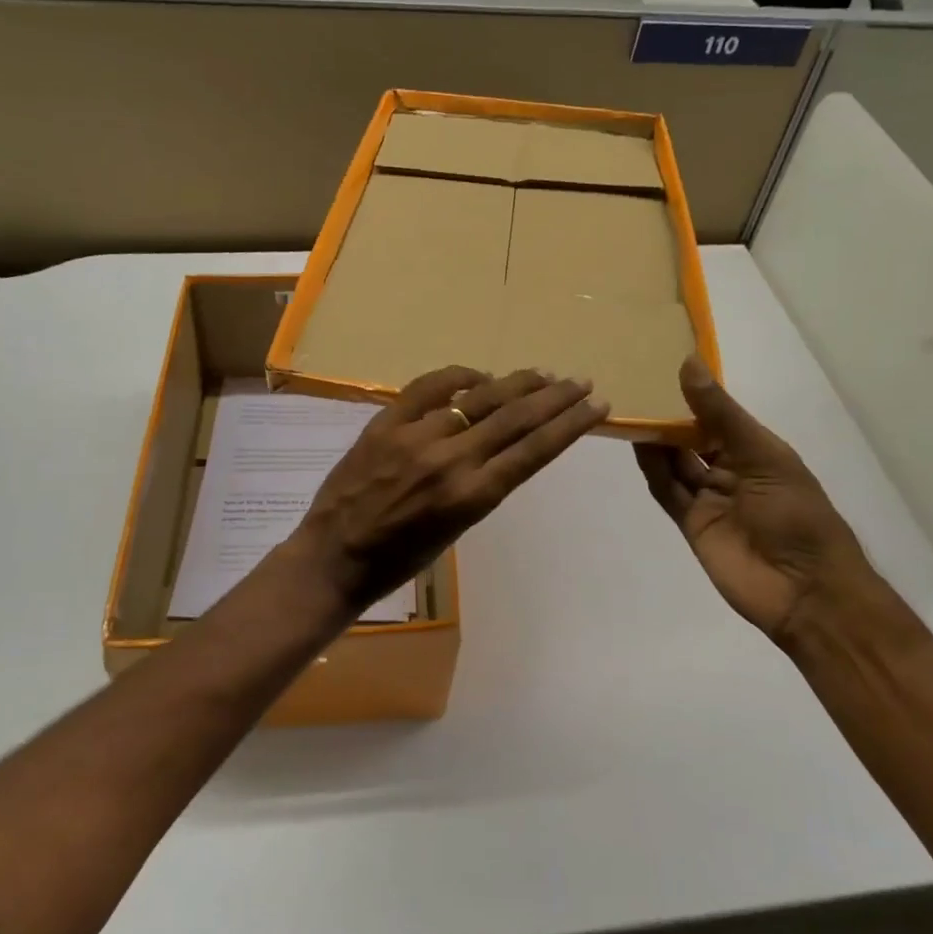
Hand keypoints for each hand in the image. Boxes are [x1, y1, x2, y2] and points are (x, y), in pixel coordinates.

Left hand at [292, 366, 608, 614]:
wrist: (335, 556)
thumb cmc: (401, 558)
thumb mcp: (457, 529)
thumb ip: (482, 484)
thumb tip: (503, 441)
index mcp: (472, 497)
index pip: (534, 450)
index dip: (571, 425)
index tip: (597, 406)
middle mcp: (451, 461)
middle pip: (516, 417)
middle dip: (555, 397)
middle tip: (580, 381)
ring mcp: (416, 437)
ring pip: (479, 397)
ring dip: (516, 383)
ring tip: (542, 374)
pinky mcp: (386, 422)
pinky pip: (429, 386)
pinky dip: (459, 376)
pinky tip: (479, 376)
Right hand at [635, 358, 877, 645]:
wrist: (805, 592)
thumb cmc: (796, 515)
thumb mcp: (763, 455)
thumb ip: (720, 414)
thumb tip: (687, 363)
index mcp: (757, 451)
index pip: (718, 416)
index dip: (693, 395)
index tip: (661, 367)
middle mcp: (732, 470)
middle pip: (693, 438)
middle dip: (668, 417)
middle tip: (634, 387)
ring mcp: (711, 498)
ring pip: (676, 463)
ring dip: (656, 440)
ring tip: (628, 409)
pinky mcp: (692, 524)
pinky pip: (668, 491)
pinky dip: (653, 469)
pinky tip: (636, 445)